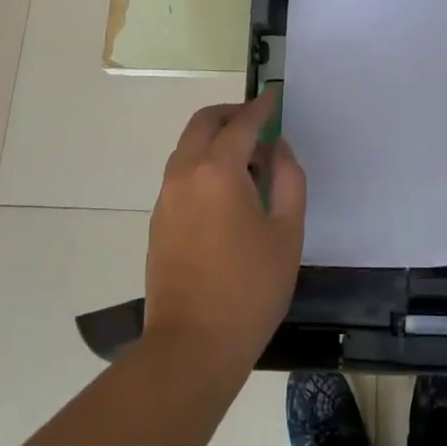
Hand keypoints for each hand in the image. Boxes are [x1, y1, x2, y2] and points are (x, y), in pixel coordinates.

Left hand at [142, 92, 306, 374]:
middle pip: (203, 123)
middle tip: (259, 122)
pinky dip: (203, 162)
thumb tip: (277, 149)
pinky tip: (227, 189)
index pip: (241, 124)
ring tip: (248, 159)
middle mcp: (185, 173)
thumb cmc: (250, 288)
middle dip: (231, 114)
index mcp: (217, 170)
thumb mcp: (287, 232)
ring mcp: (166, 197)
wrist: (191, 347)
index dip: (261, 108)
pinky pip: (181, 172)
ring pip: (188, 147)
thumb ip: (288, 179)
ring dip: (215, 138)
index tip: (274, 98)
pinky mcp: (159, 220)